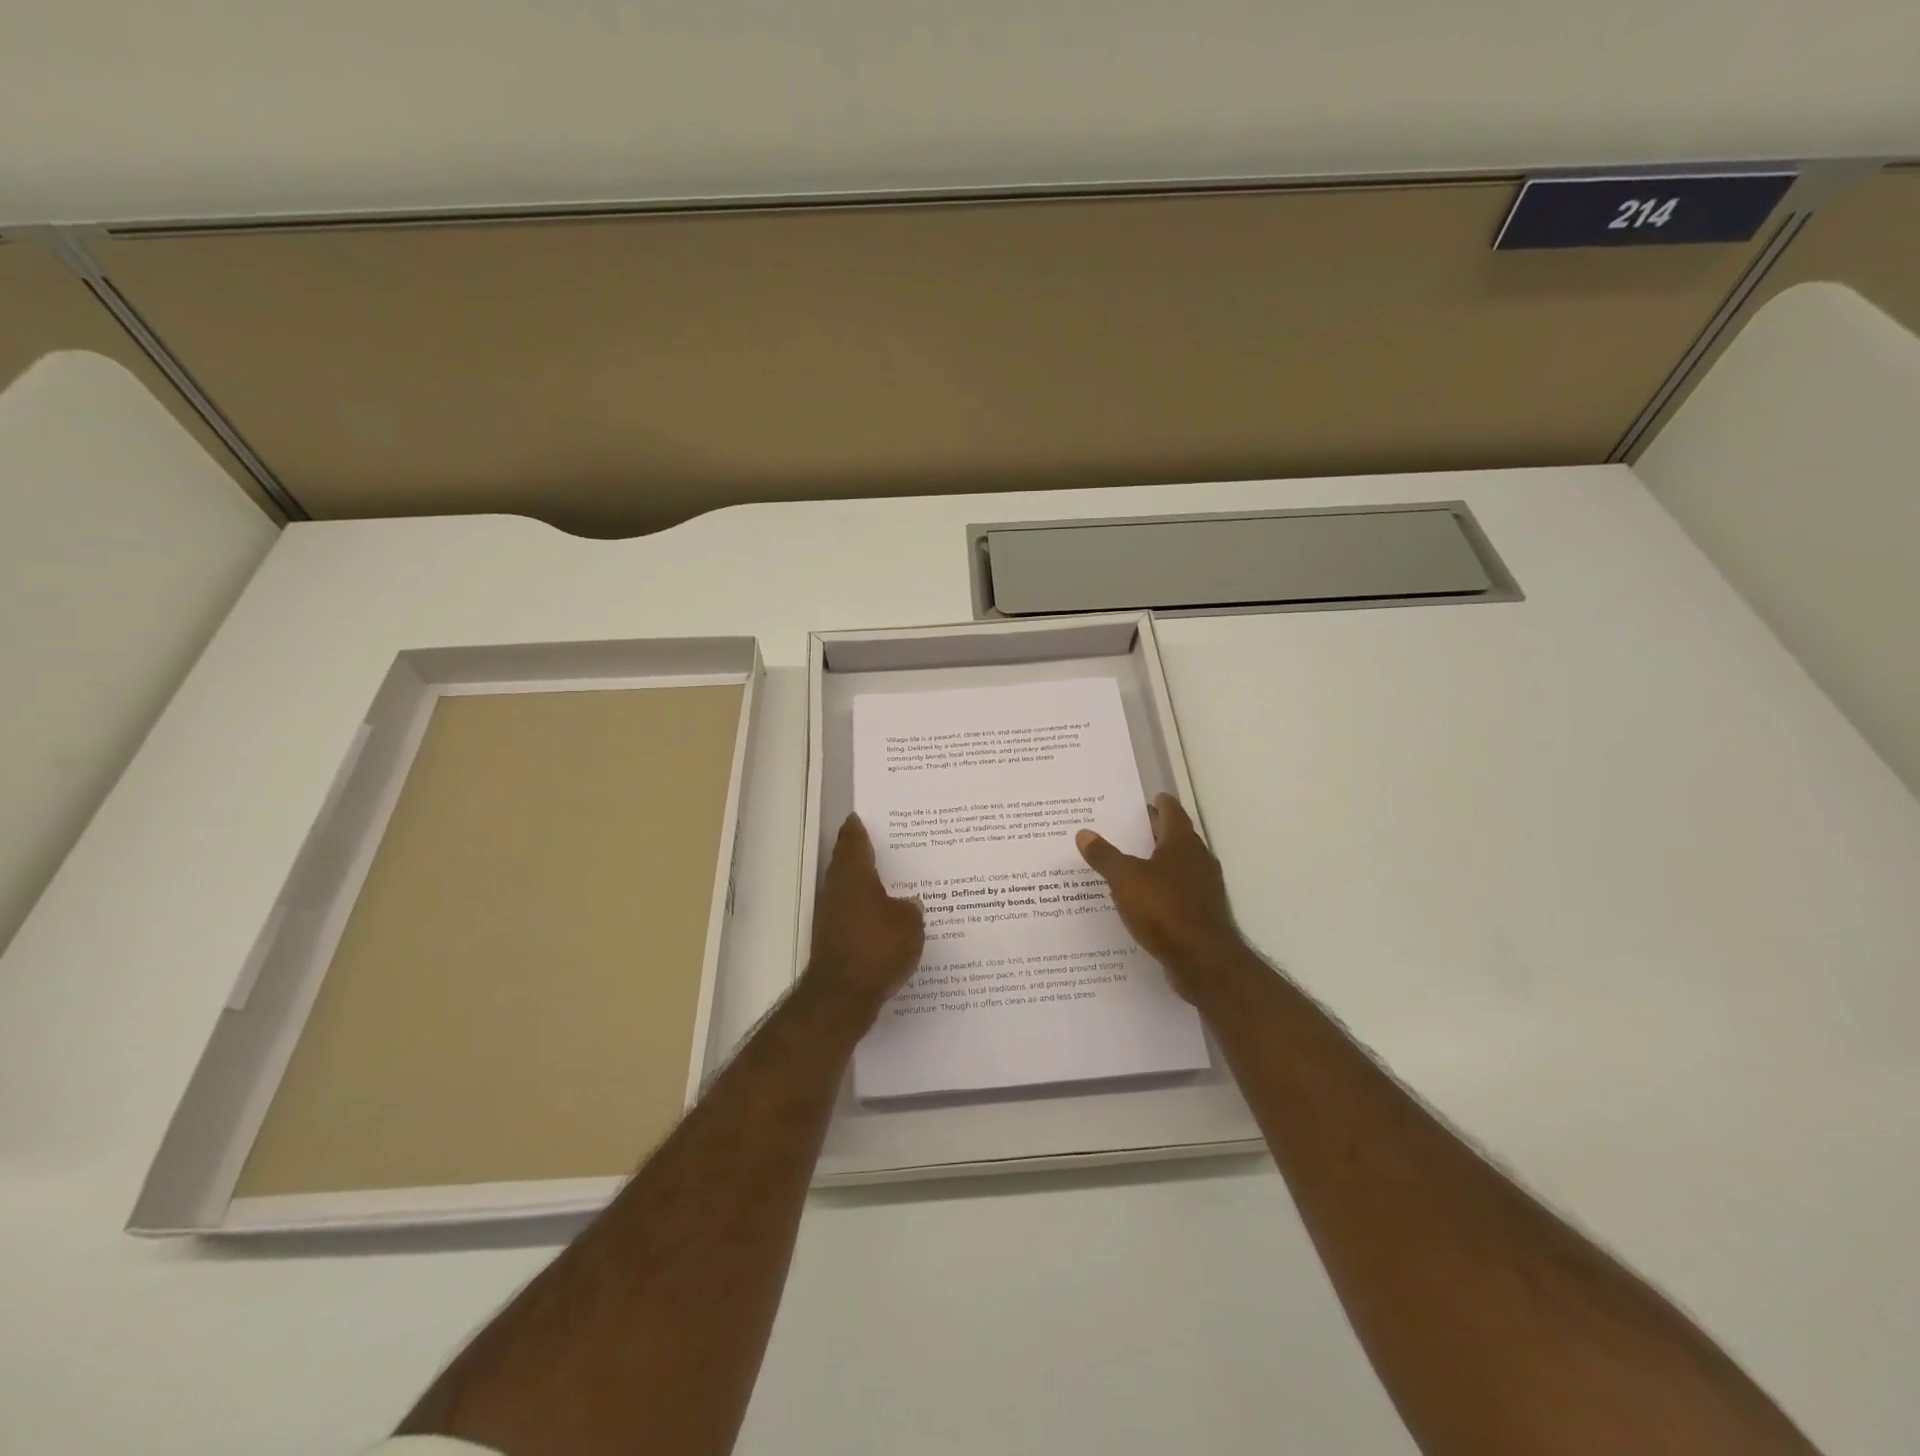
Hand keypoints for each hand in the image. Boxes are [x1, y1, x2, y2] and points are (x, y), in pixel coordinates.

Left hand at [806, 814, 925, 1020]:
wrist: (842, 996)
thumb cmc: (877, 947)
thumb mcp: (909, 924)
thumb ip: (911, 908)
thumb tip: (909, 903)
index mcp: (855, 876)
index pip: (853, 842)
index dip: (857, 829)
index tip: (859, 818)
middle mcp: (838, 890)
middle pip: (847, 864)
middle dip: (861, 854)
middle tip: (881, 845)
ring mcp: (831, 917)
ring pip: (848, 891)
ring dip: (864, 885)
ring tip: (890, 882)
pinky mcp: (833, 941)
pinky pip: (852, 916)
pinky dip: (865, 912)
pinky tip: (884, 919)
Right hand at [1077, 794, 1243, 1001]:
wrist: (1203, 960)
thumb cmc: (1164, 909)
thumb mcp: (1125, 879)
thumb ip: (1104, 856)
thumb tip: (1084, 833)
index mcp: (1182, 843)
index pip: (1172, 811)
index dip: (1158, 803)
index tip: (1144, 799)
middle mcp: (1198, 859)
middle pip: (1176, 837)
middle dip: (1154, 831)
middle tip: (1128, 828)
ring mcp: (1204, 888)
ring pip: (1178, 865)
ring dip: (1158, 861)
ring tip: (1129, 862)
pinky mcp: (1202, 913)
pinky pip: (1179, 891)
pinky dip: (1162, 887)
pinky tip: (1142, 898)